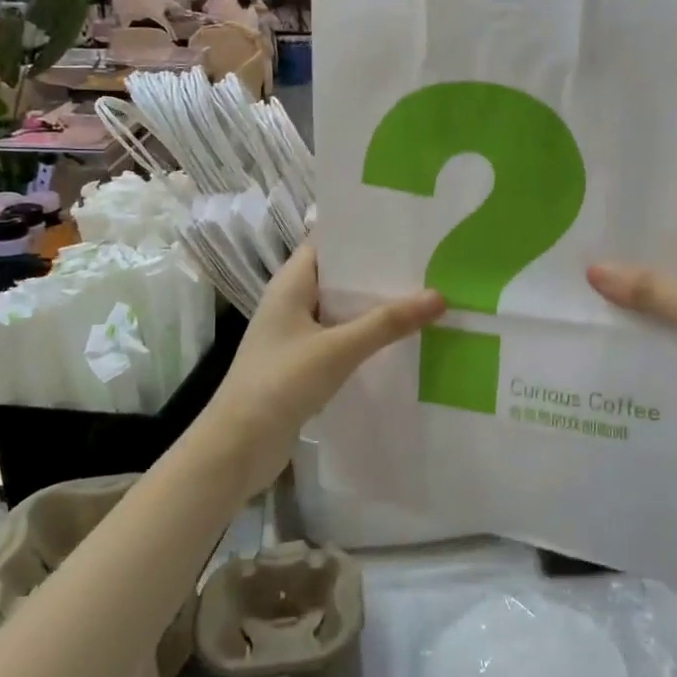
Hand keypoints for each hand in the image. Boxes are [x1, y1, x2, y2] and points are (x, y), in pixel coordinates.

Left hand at [201, 246, 444, 492]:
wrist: (237, 447)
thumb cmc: (280, 383)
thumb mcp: (338, 348)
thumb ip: (387, 322)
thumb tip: (439, 296)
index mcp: (290, 284)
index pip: (328, 243)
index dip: (362, 233)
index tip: (405, 229)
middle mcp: (291, 303)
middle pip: (340, 278)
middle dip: (378, 273)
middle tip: (428, 265)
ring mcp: (295, 335)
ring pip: (342, 311)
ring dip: (374, 308)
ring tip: (423, 298)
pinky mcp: (302, 364)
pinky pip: (340, 340)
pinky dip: (365, 338)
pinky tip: (398, 343)